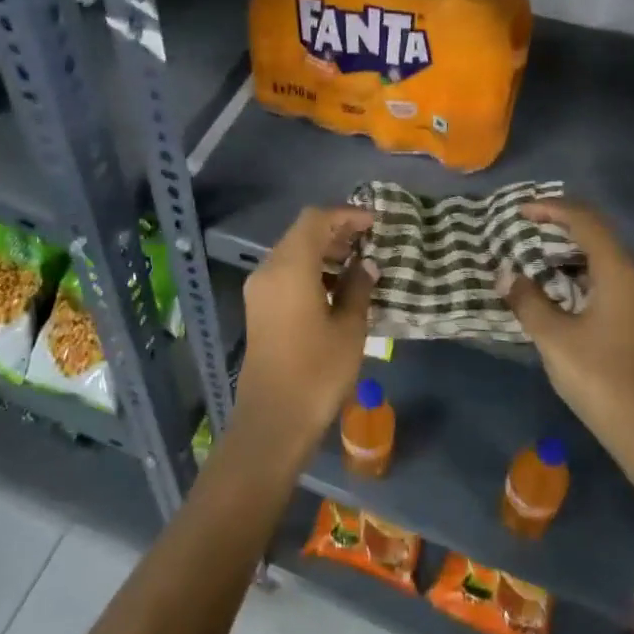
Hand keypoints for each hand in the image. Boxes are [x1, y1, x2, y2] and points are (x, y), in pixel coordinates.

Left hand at [231, 205, 376, 459]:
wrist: (274, 418)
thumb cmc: (317, 371)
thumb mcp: (349, 328)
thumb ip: (358, 288)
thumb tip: (366, 265)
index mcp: (290, 267)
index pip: (316, 220)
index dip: (346, 215)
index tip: (375, 223)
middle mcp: (268, 269)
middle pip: (301, 233)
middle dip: (336, 232)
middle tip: (370, 242)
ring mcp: (259, 289)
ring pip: (292, 252)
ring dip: (323, 251)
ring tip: (357, 265)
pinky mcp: (258, 307)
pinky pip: (285, 273)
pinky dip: (310, 269)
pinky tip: (336, 288)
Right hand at [501, 199, 633, 450]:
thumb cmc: (599, 377)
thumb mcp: (553, 337)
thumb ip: (527, 300)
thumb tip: (506, 274)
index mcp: (619, 272)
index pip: (585, 221)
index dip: (551, 209)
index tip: (520, 211)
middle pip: (598, 236)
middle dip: (560, 228)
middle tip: (524, 230)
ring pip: (605, 261)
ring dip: (570, 254)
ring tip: (535, 259)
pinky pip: (610, 282)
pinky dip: (581, 275)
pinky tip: (559, 292)